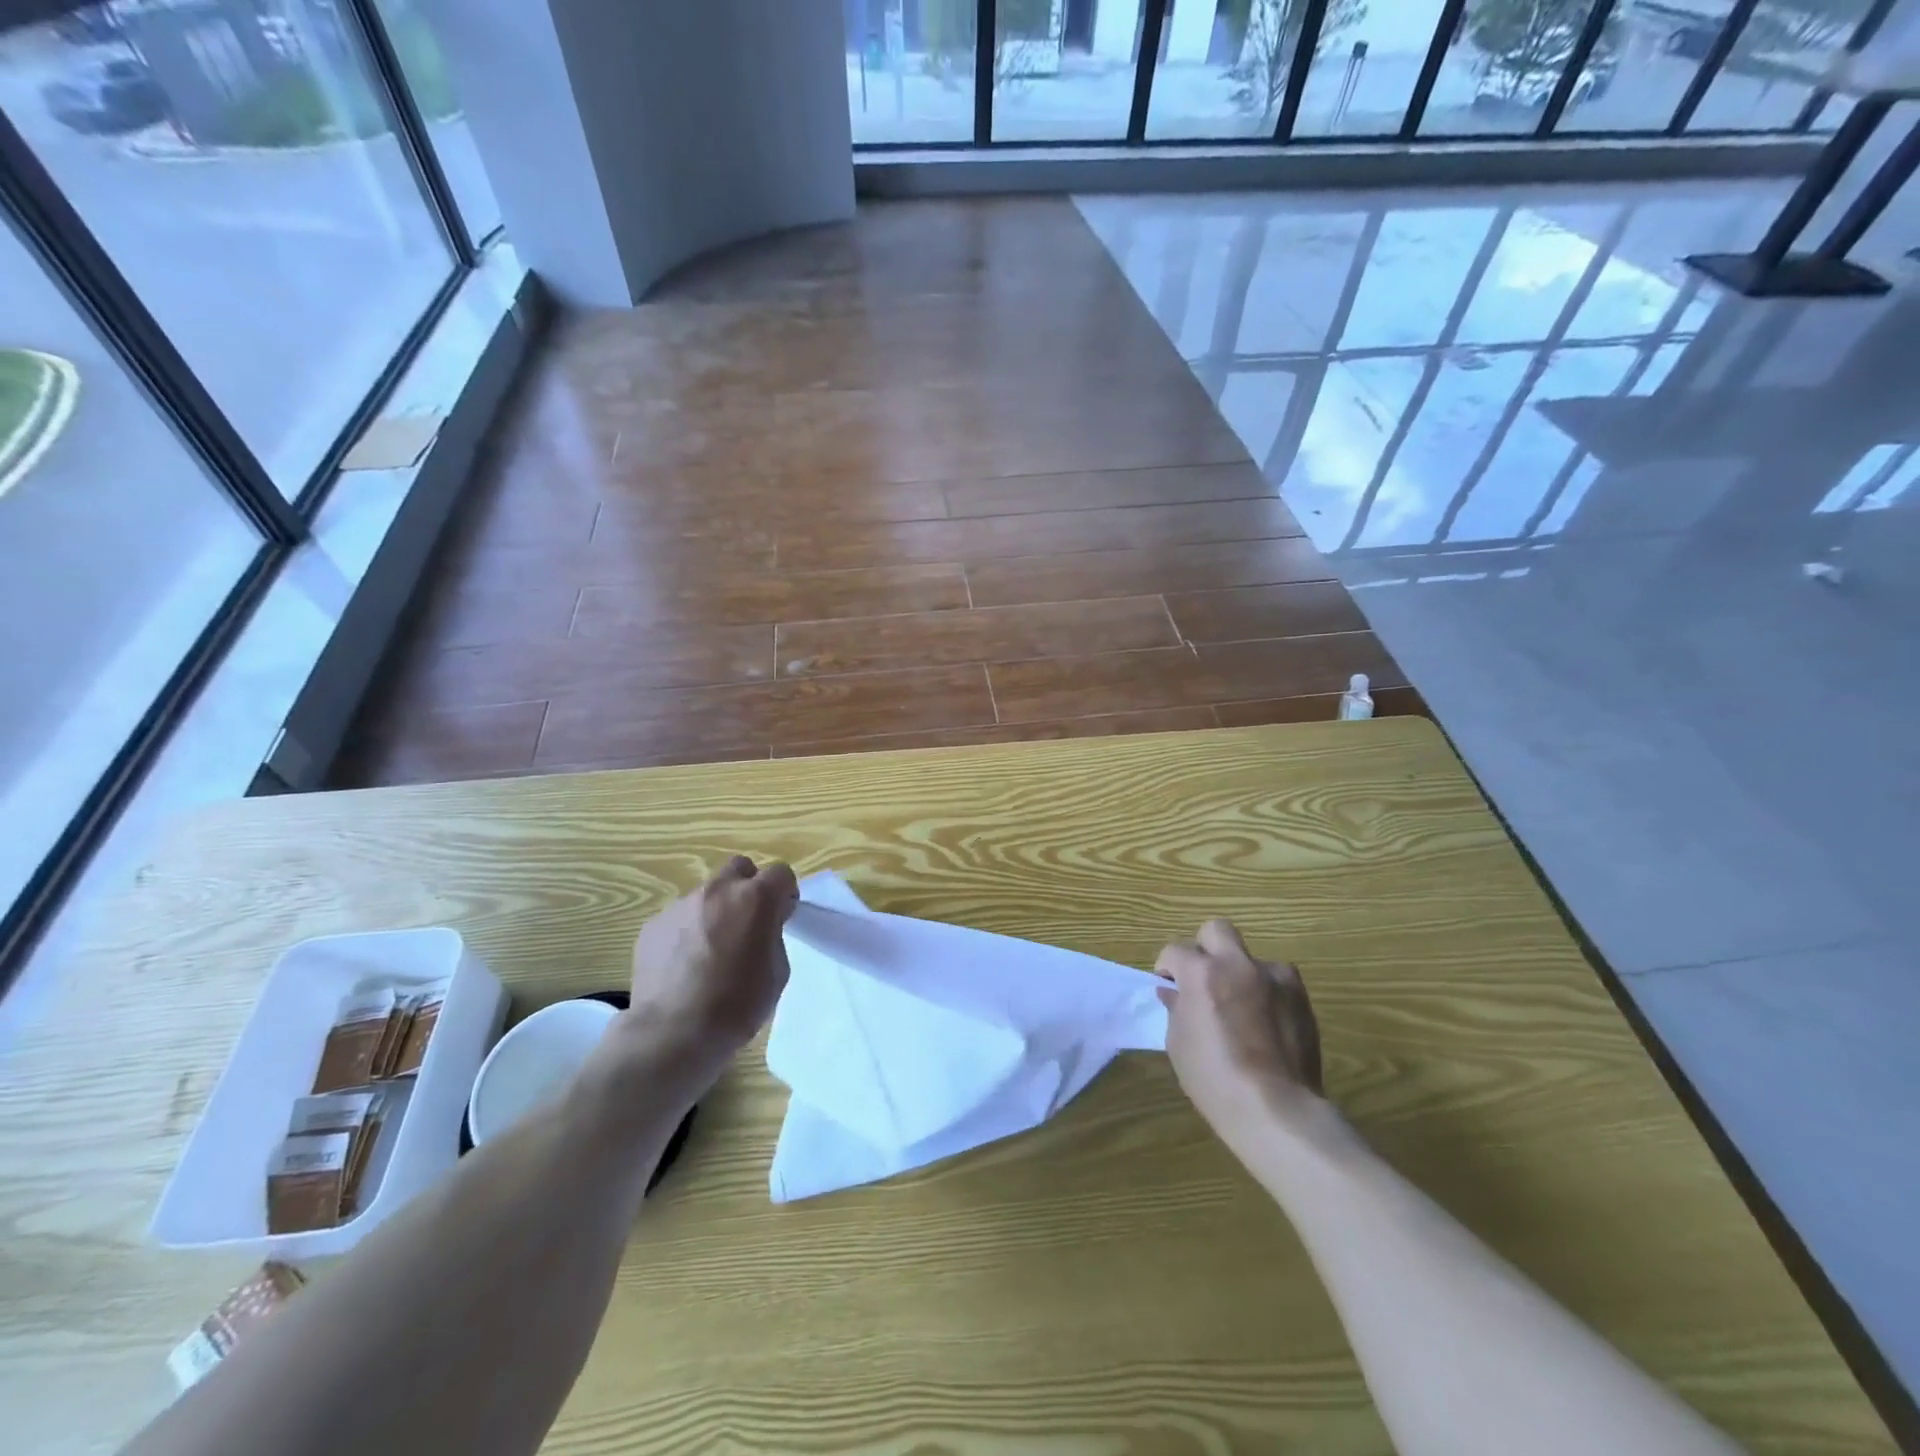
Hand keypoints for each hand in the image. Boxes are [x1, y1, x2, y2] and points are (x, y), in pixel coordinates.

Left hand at [607, 856, 798, 1099]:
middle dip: (747, 888)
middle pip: (739, 868)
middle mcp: (718, 891)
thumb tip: (759, 927)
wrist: (674, 1033)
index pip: (780, 872)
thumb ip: (772, 935)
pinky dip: (686, 933)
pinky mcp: (653, 925)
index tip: (781, 916)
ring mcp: (681, 905)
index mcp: (755, 898)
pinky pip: (678, 918)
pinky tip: (683, 966)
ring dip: (714, 912)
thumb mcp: (777, 970)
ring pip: (706, 895)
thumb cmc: (738, 1004)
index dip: (783, 893)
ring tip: (708, 953)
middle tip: (746, 923)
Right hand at [1156, 919, 1323, 1136]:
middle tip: (1204, 978)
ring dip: (1241, 974)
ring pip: (1251, 958)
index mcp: (1202, 973)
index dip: (1167, 967)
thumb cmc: (1214, 1079)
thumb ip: (1177, 1009)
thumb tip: (1175, 993)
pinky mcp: (1301, 998)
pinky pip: (1278, 983)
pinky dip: (1268, 994)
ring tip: (1242, 1007)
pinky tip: (1266, 1024)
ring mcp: (1275, 978)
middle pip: (1216, 930)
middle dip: (1205, 948)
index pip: (1174, 950)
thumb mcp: (1179, 1044)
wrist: (1276, 1109)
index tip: (1169, 986)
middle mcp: (1238, 965)